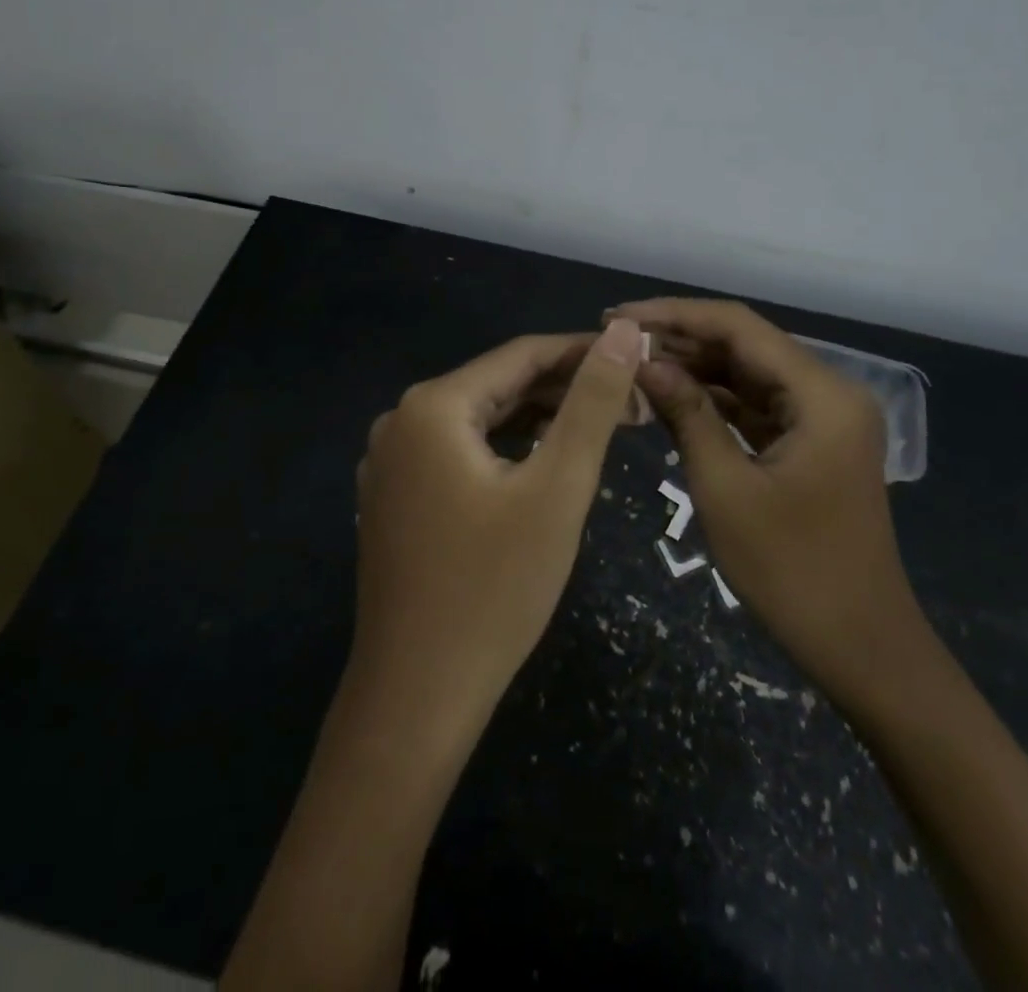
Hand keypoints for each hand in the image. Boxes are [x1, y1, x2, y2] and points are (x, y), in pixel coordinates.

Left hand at [348, 319, 643, 744]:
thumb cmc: (495, 588)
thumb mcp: (557, 487)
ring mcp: (389, 462)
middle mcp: (401, 421)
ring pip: (479, 421)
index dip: (584, 353)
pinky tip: (542, 462)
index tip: (638, 360)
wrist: (417, 696)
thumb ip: (591, 402)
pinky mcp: (393, 497)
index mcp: (433, 406)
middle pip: (499, 386)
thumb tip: (623, 330)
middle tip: (633, 406)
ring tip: (601, 429)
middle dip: (566, 391)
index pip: (522, 356)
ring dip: (538, 421)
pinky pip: (458, 453)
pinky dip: (504, 451)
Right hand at [609, 298, 926, 693]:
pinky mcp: (811, 442)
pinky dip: (714, 401)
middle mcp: (828, 392)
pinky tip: (669, 397)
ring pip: (747, 374)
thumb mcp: (726, 489)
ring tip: (632, 365)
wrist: (860, 647)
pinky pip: (755, 406)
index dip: (675, 315)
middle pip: (745, 345)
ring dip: (694, 369)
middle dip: (680, 340)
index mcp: (822, 394)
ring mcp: (822, 418)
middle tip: (616, 342)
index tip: (618, 317)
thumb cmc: (792, 571)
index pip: (739, 327)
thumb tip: (642, 361)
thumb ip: (687, 413)